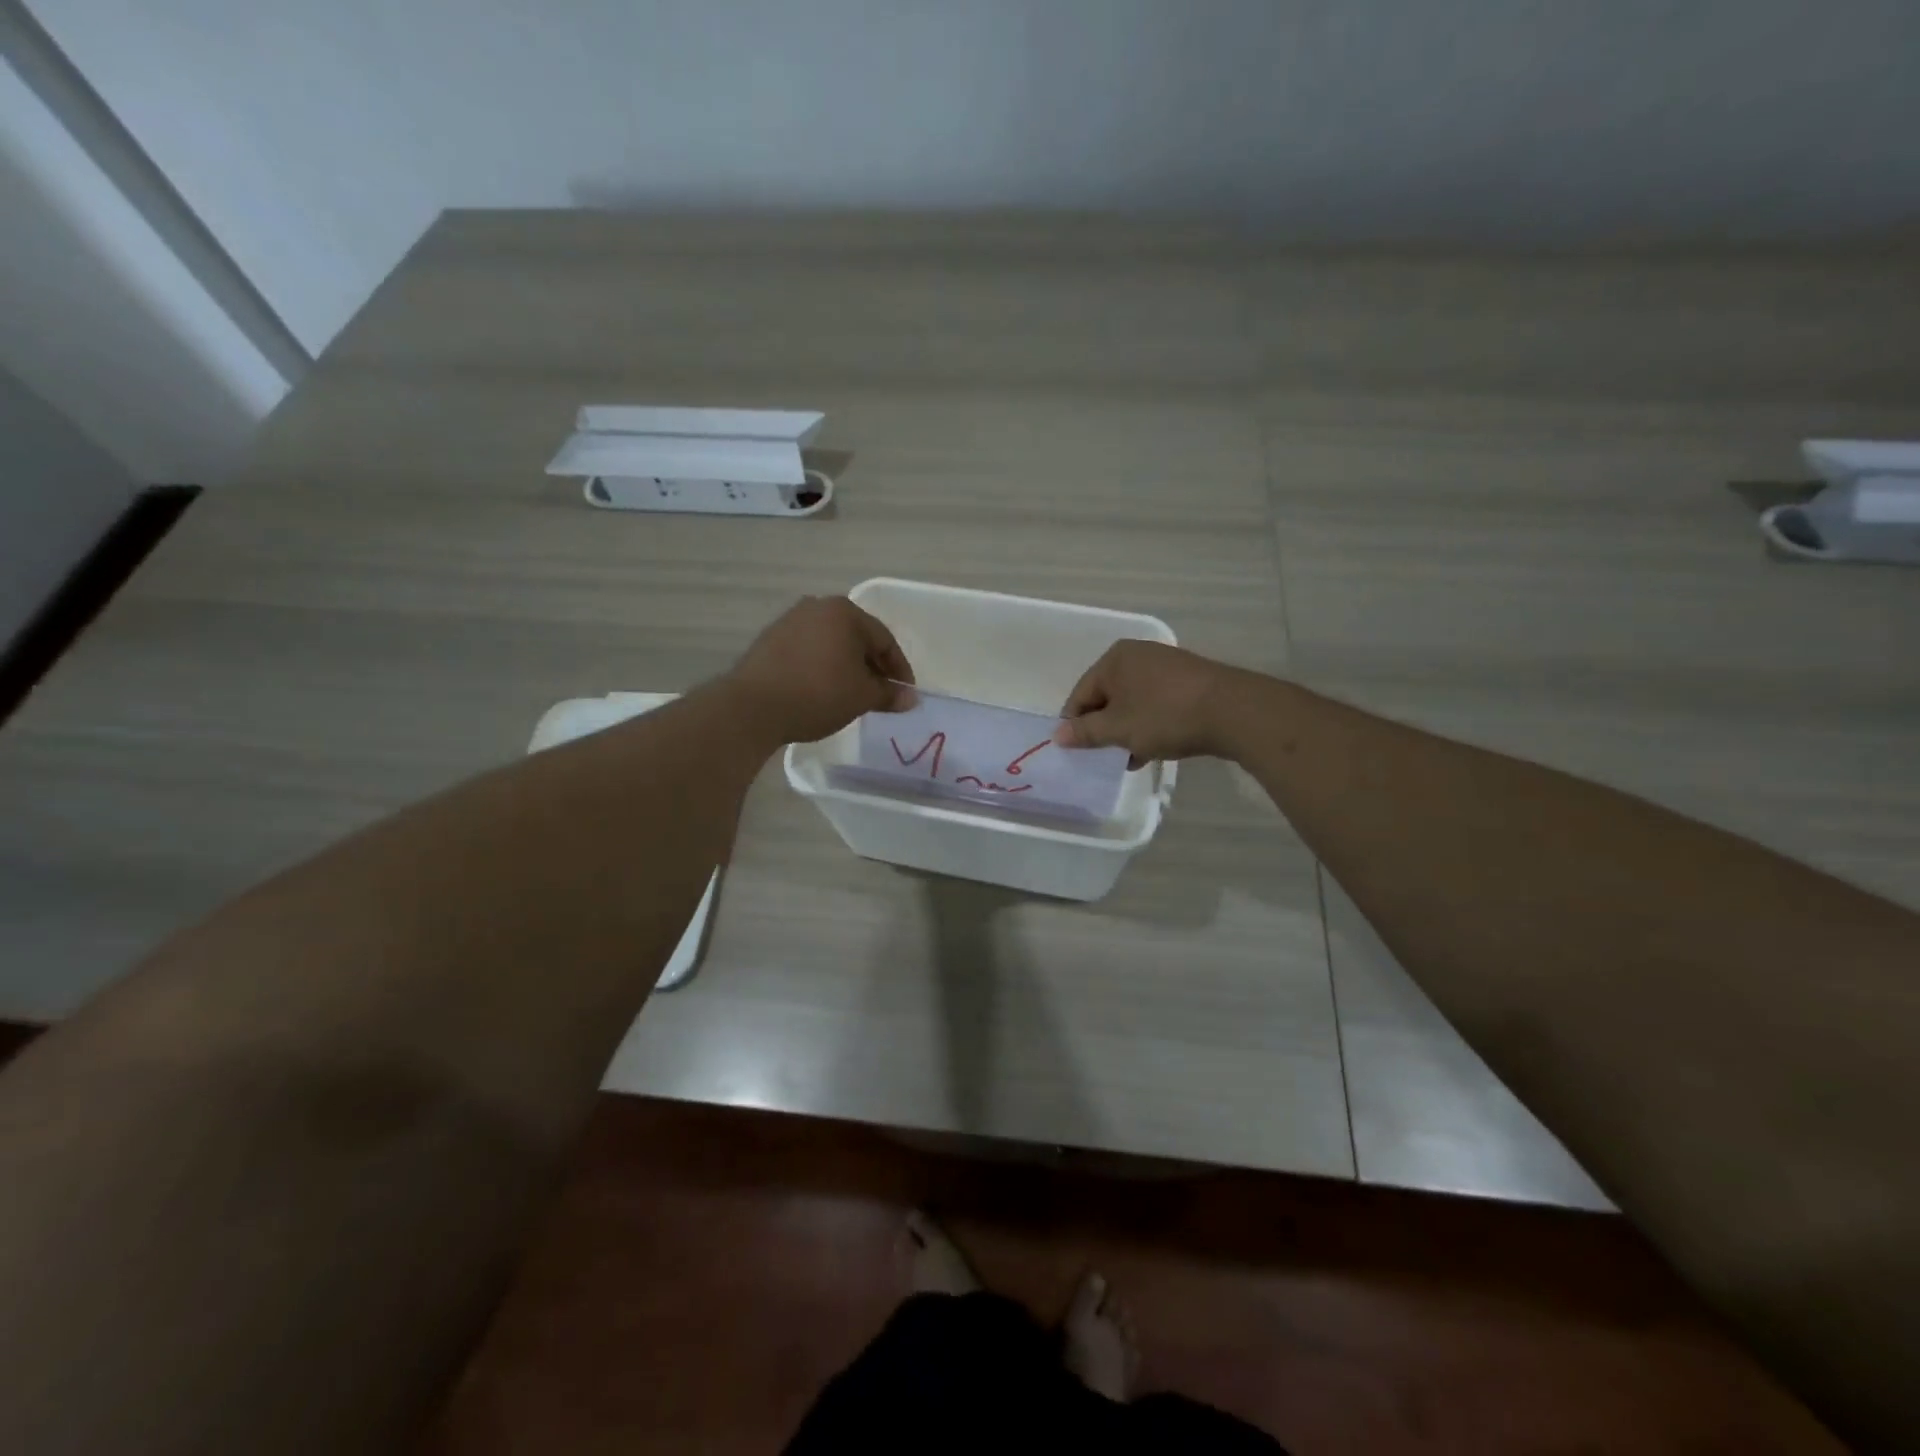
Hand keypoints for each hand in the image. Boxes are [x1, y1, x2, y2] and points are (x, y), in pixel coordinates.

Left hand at [726, 596, 914, 744]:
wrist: (753, 706)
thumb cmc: (818, 694)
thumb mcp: (861, 697)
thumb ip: (889, 694)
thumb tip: (910, 698)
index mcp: (845, 612)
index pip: (884, 639)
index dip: (899, 669)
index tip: (905, 694)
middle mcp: (817, 607)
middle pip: (856, 637)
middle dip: (872, 666)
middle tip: (881, 694)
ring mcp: (790, 621)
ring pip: (831, 643)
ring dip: (846, 666)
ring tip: (851, 694)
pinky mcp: (769, 640)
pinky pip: (808, 651)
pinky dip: (822, 667)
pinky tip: (822, 690)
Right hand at [1053, 640, 1240, 764]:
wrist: (1233, 711)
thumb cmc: (1165, 716)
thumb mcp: (1119, 729)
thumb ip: (1085, 732)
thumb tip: (1058, 735)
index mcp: (1114, 659)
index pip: (1080, 695)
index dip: (1075, 725)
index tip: (1079, 752)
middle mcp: (1137, 655)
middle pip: (1106, 697)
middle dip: (1104, 728)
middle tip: (1106, 757)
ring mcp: (1165, 666)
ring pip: (1133, 703)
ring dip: (1127, 730)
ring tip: (1130, 758)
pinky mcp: (1188, 680)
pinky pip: (1156, 704)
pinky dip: (1150, 724)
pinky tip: (1153, 749)